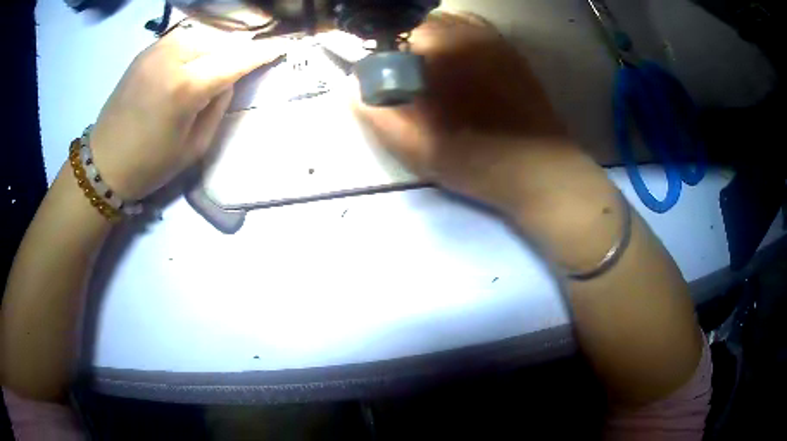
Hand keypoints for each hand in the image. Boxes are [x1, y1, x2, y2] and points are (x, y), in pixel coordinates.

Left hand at [90, 21, 286, 200]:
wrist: (103, 163)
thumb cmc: (149, 165)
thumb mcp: (194, 147)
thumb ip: (217, 106)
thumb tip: (227, 79)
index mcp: (185, 87)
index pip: (235, 60)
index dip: (261, 53)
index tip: (282, 47)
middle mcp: (172, 57)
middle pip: (220, 42)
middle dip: (235, 52)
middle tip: (242, 66)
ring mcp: (156, 49)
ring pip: (202, 36)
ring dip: (215, 48)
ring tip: (214, 66)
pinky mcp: (145, 50)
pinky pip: (182, 39)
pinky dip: (195, 46)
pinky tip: (192, 62)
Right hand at [355, 12, 588, 212]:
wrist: (539, 169)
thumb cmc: (476, 161)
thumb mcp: (415, 148)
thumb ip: (376, 113)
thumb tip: (351, 87)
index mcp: (437, 53)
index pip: (389, 37)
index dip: (380, 58)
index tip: (384, 81)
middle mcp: (464, 33)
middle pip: (416, 25)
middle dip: (405, 47)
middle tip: (411, 80)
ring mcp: (491, 38)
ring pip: (445, 23)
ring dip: (431, 41)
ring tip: (436, 73)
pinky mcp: (509, 48)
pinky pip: (472, 29)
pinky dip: (457, 39)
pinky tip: (461, 65)